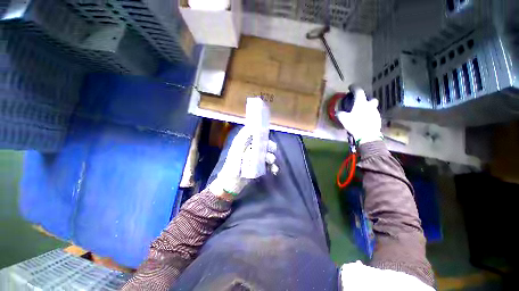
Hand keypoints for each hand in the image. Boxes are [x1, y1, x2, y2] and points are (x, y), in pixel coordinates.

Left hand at [208, 127, 277, 199]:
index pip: (258, 136)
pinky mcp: (260, 168)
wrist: (232, 183)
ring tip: (271, 162)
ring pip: (269, 154)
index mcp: (246, 144)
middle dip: (270, 148)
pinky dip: (273, 167)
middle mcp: (252, 150)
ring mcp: (257, 159)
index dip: (263, 136)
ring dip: (271, 158)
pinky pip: (269, 165)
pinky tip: (273, 169)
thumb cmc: (233, 165)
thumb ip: (243, 138)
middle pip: (265, 145)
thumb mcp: (236, 149)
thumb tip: (251, 126)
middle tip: (270, 152)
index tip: (267, 138)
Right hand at [337, 85, 382, 144]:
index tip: (351, 87)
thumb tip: (337, 112)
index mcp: (361, 103)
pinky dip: (369, 116)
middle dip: (366, 99)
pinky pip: (373, 115)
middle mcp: (370, 105)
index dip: (354, 87)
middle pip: (371, 99)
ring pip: (372, 107)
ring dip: (367, 108)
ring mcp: (375, 112)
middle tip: (360, 103)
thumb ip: (340, 114)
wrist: (368, 136)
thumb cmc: (355, 124)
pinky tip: (364, 121)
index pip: (358, 91)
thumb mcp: (343, 119)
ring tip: (360, 114)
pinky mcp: (378, 119)